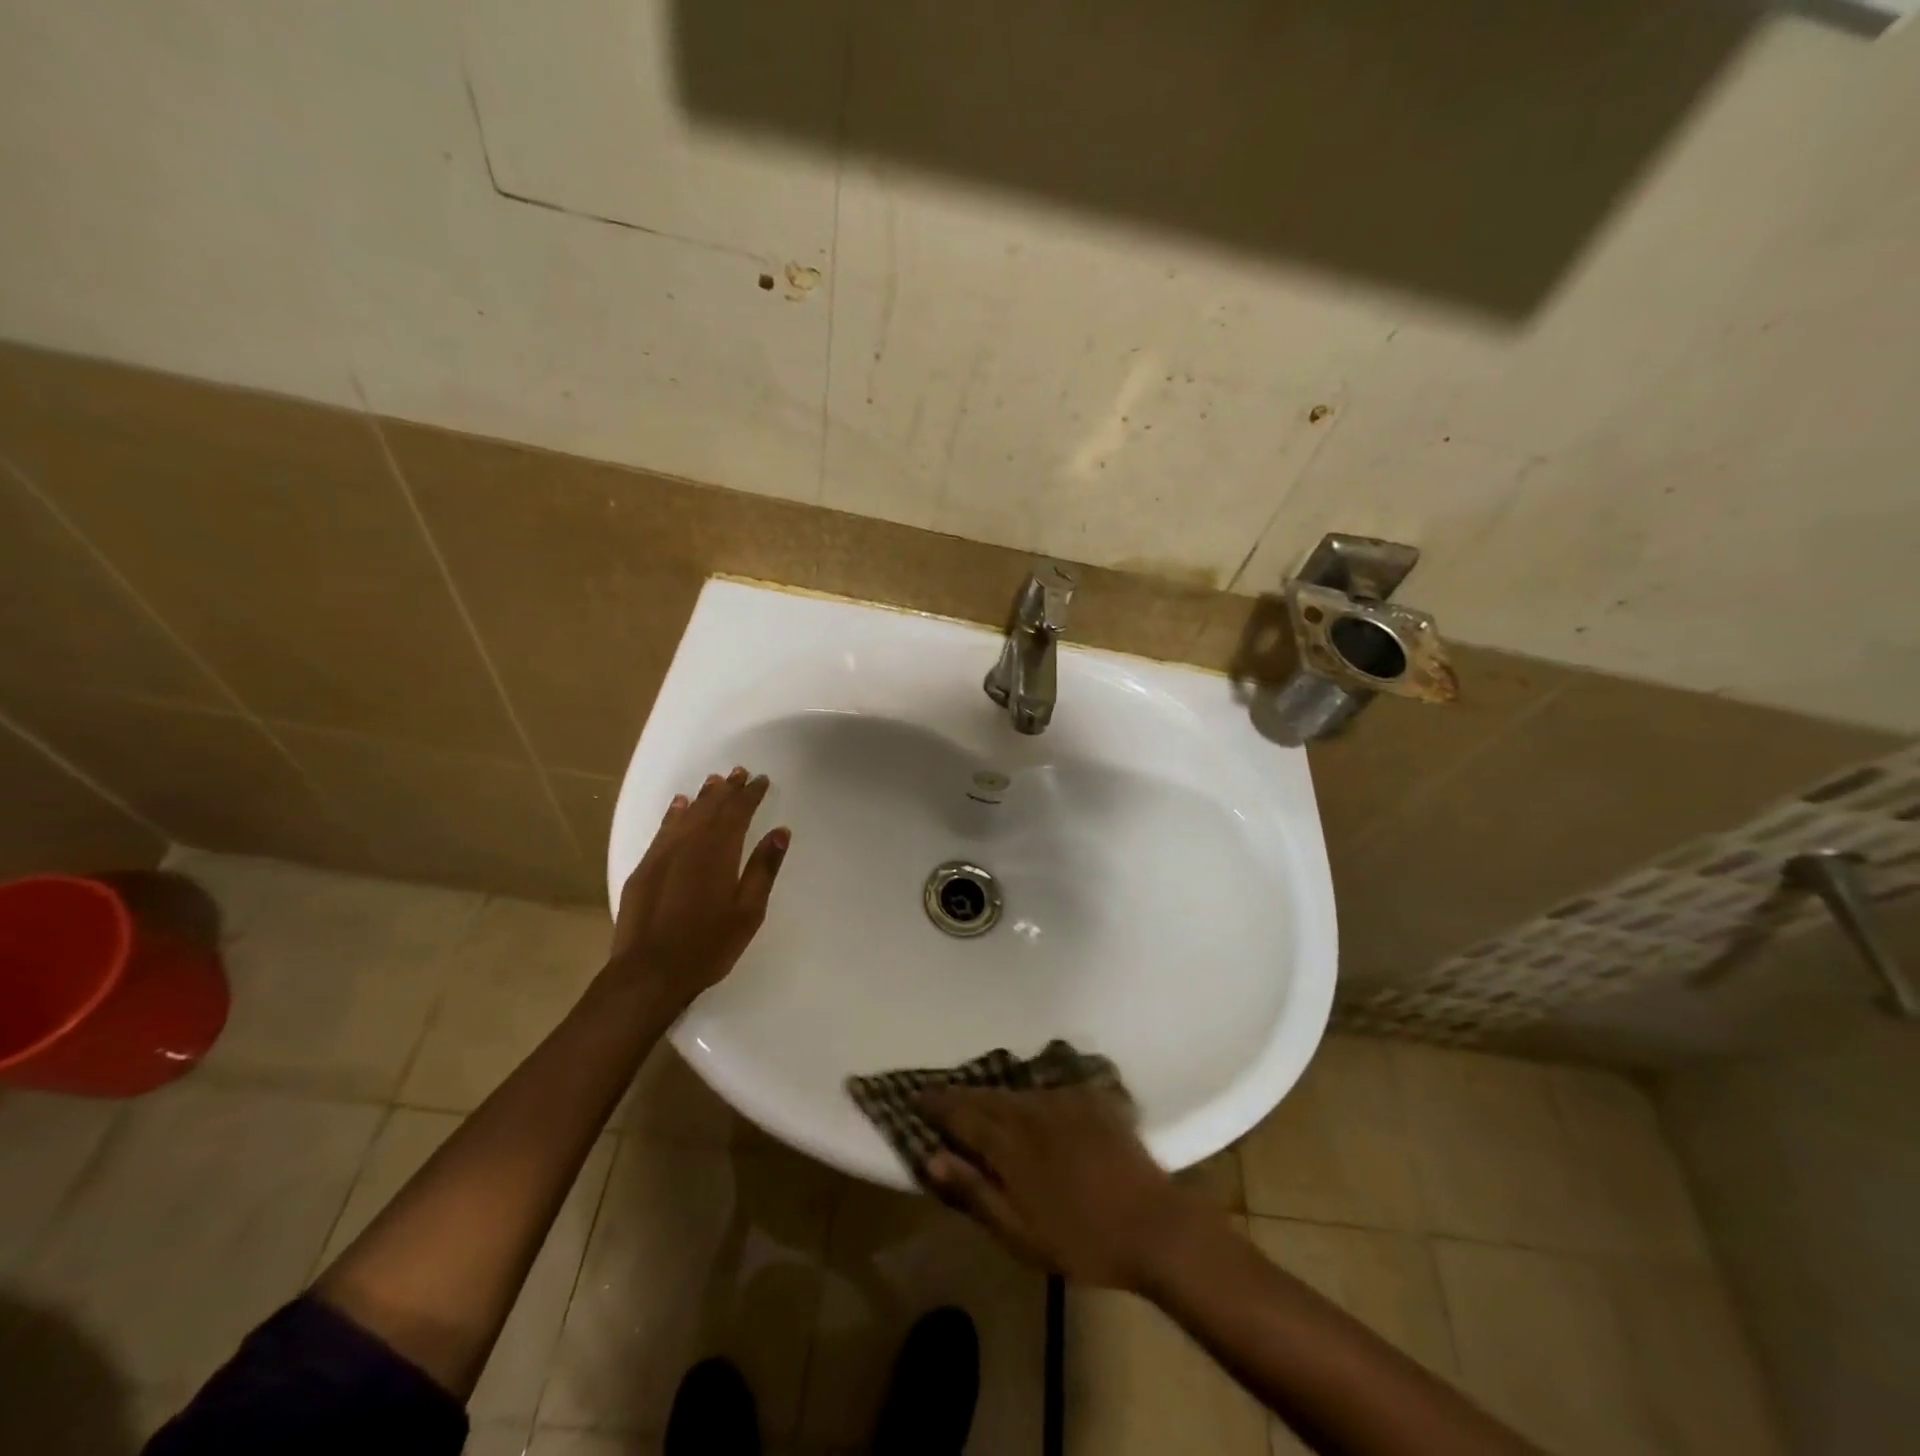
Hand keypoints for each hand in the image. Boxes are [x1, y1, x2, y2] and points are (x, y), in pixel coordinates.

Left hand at [607, 766, 789, 1001]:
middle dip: (728, 789)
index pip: (738, 813)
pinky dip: (674, 813)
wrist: (648, 972)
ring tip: (715, 781)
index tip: (761, 780)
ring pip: (687, 814)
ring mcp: (662, 855)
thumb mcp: (748, 911)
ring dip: (703, 796)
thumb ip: (764, 868)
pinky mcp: (644, 869)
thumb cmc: (708, 945)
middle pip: (712, 808)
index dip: (750, 795)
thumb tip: (780, 831)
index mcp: (719, 852)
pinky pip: (663, 829)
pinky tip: (679, 804)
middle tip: (740, 772)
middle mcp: (689, 844)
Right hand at [919, 1084, 1214, 1290]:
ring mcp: (1064, 1099)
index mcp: (1011, 1142)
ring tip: (978, 1100)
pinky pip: (1048, 1088)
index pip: (961, 1113)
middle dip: (960, 1095)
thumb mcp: (1021, 1234)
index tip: (914, 1096)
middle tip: (940, 1097)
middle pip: (987, 1095)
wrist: (1156, 1226)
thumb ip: (975, 1191)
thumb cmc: (1083, 1241)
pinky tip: (1028, 1102)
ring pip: (1016, 1090)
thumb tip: (931, 1157)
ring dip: (993, 1094)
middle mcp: (1032, 1109)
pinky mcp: (1091, 1098)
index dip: (936, 1103)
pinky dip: (1029, 1094)